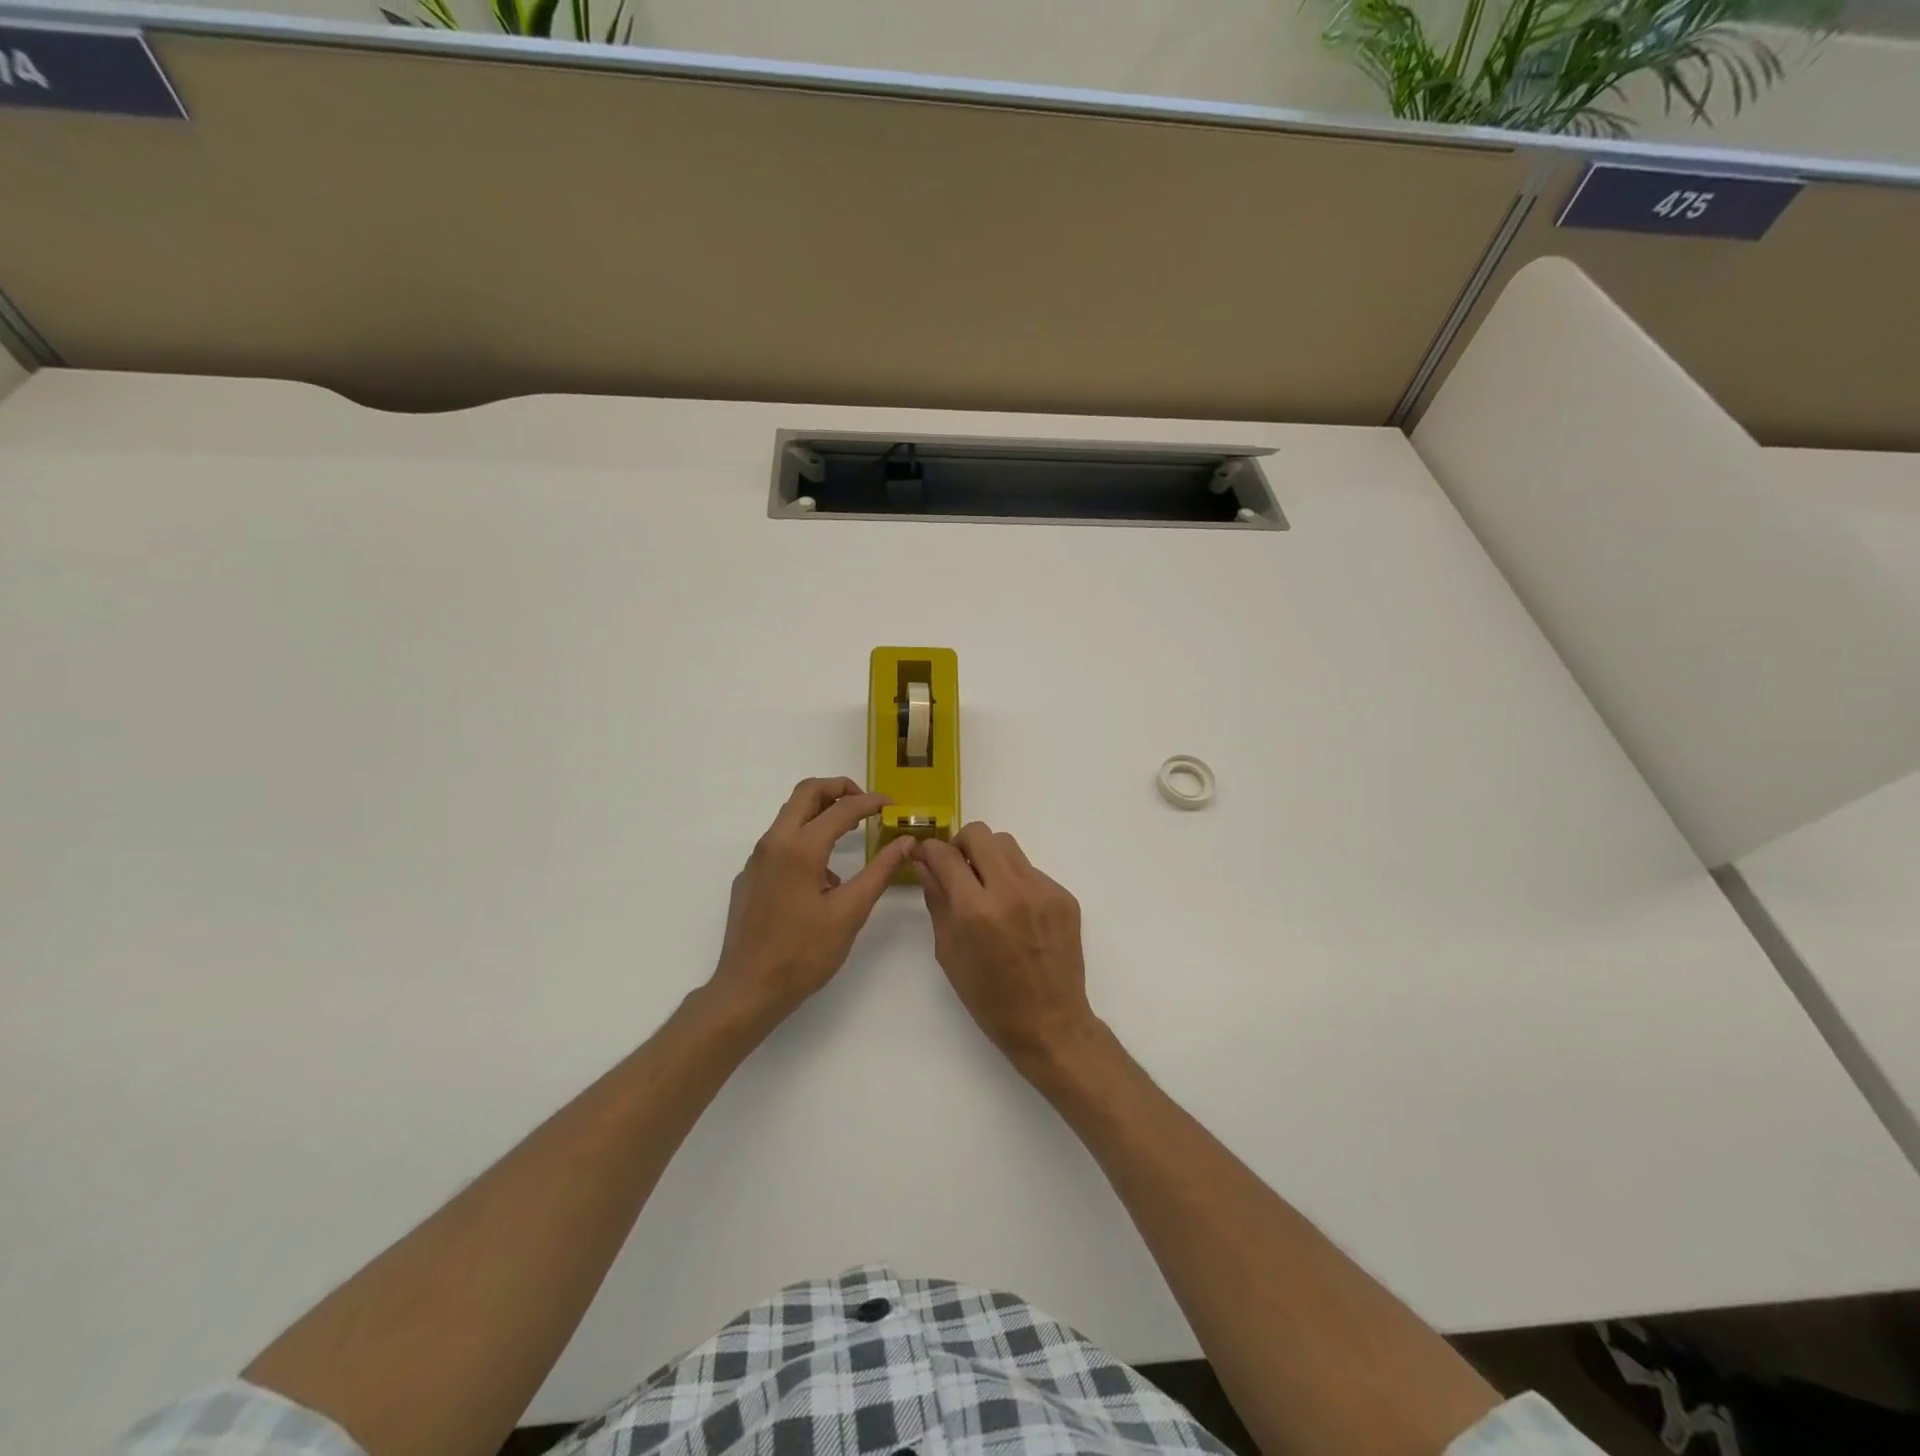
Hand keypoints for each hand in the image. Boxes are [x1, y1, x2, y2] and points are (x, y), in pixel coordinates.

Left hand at [708, 777, 915, 1027]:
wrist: (748, 990)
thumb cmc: (803, 954)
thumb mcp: (850, 912)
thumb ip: (880, 872)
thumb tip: (907, 842)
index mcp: (800, 848)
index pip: (842, 808)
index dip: (871, 802)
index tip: (893, 806)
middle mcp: (774, 842)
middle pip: (806, 792)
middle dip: (839, 789)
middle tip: (866, 804)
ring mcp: (757, 859)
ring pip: (790, 815)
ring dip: (821, 812)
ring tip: (850, 835)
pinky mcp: (750, 876)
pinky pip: (780, 842)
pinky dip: (805, 838)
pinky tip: (822, 876)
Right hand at [912, 822, 1099, 1074]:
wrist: (1050, 1023)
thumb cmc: (990, 998)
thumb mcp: (949, 953)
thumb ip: (937, 901)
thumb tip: (925, 864)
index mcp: (976, 910)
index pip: (945, 855)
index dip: (929, 850)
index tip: (924, 856)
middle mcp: (1011, 890)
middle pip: (980, 834)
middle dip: (960, 845)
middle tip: (958, 869)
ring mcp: (1043, 890)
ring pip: (1008, 846)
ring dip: (989, 858)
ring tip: (986, 889)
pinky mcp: (1064, 896)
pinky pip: (1031, 871)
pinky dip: (1015, 881)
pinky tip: (1016, 913)